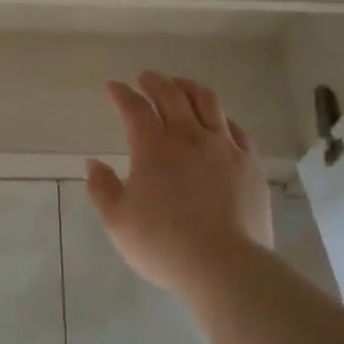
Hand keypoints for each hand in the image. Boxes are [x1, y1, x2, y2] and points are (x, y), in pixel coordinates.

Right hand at [85, 72, 273, 299]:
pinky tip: (220, 121)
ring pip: (208, 102)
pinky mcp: (250, 163)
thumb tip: (93, 164)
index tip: (113, 88)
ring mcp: (224, 147)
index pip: (135, 109)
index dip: (122, 95)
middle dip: (155, 81)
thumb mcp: (118, 222)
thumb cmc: (163, 244)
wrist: (225, 265)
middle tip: (146, 77)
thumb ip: (102, 189)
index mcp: (154, 148)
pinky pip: (237, 129)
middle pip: (172, 95)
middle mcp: (189, 137)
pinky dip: (223, 118)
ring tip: (181, 85)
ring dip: (189, 88)